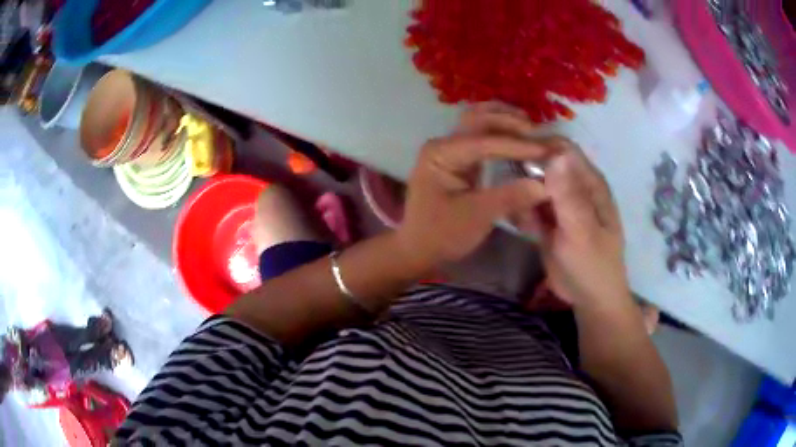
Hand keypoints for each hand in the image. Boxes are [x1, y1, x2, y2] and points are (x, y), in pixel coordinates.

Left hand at [397, 105, 552, 267]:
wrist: (419, 248)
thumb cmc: (442, 234)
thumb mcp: (477, 216)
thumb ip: (510, 197)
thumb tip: (544, 185)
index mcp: (441, 154)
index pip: (484, 141)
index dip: (518, 145)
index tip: (547, 150)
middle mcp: (443, 144)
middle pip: (479, 119)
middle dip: (511, 123)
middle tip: (541, 133)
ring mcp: (448, 149)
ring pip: (478, 122)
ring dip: (505, 121)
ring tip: (533, 128)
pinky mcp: (456, 158)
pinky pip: (480, 136)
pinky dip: (500, 133)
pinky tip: (519, 136)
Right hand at [518, 140, 631, 308]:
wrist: (589, 300)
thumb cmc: (592, 265)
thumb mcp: (581, 231)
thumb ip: (569, 195)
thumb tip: (556, 153)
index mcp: (590, 183)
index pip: (563, 149)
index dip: (539, 146)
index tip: (511, 154)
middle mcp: (575, 187)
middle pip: (545, 164)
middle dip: (525, 171)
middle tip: (509, 190)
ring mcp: (561, 204)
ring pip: (535, 185)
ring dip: (522, 194)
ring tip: (519, 215)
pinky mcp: (549, 221)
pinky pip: (531, 206)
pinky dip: (522, 212)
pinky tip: (521, 225)